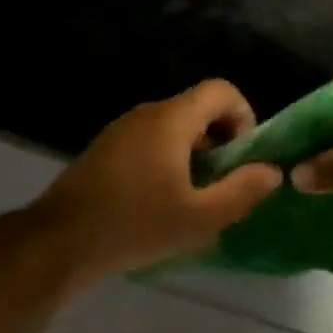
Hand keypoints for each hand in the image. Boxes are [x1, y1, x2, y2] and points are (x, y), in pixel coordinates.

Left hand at [34, 80, 283, 284]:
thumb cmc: (136, 225)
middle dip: (220, 142)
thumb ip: (243, 191)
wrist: (60, 242)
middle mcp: (146, 113)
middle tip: (222, 185)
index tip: (243, 158)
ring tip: (194, 199)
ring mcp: (121, 130)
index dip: (244, 116)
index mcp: (171, 119)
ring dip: (194, 155)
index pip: (221, 90)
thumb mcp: (200, 218)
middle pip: (197, 109)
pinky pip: (149, 142)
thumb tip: (272, 171)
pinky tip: (161, 203)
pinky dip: (167, 161)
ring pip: (173, 128)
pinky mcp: (105, 150)